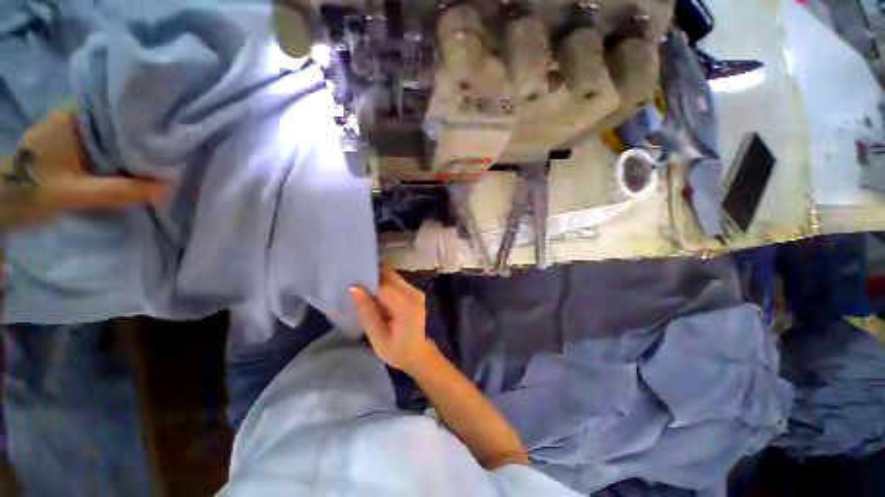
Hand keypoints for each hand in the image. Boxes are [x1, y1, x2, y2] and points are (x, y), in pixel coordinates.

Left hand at [3, 110, 167, 226]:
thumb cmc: (31, 192)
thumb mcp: (75, 195)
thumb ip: (119, 191)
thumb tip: (167, 188)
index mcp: (73, 117)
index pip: (119, 113)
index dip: (146, 125)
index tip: (169, 138)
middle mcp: (72, 117)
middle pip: (116, 125)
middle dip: (140, 139)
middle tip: (167, 153)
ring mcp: (67, 130)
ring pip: (108, 137)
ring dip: (127, 149)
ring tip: (154, 160)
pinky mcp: (65, 145)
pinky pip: (99, 146)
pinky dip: (115, 155)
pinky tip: (128, 166)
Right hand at [350, 267, 434, 373]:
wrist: (417, 353)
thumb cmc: (397, 351)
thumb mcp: (378, 338)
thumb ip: (367, 312)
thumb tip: (354, 289)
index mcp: (407, 307)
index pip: (384, 286)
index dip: (366, 283)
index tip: (348, 283)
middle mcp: (414, 294)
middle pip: (389, 276)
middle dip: (371, 276)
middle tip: (352, 281)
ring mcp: (415, 291)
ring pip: (392, 276)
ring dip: (376, 279)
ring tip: (360, 286)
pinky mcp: (413, 291)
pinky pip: (395, 281)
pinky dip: (382, 283)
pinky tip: (372, 292)